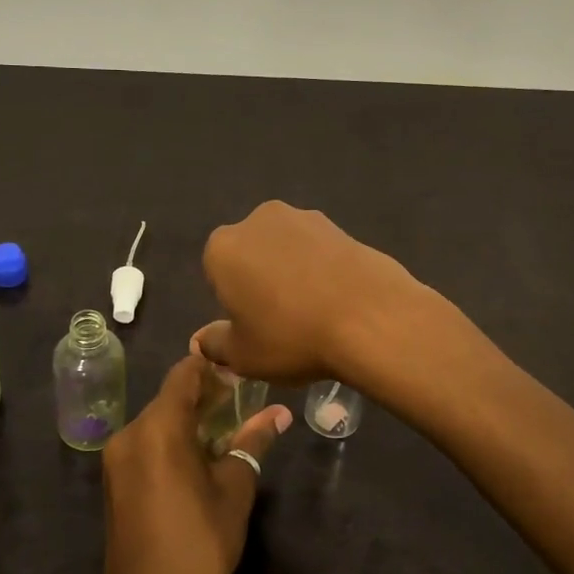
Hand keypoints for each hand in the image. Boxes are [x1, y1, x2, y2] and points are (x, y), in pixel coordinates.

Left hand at [98, 355, 290, 573]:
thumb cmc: (199, 545)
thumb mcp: (234, 489)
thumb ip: (252, 442)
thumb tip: (280, 414)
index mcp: (157, 428)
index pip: (184, 374)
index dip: (213, 368)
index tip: (242, 372)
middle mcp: (130, 435)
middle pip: (170, 398)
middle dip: (205, 396)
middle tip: (243, 402)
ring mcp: (117, 460)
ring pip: (158, 423)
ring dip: (190, 421)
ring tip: (228, 429)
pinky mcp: (115, 483)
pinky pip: (146, 446)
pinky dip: (172, 442)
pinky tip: (201, 458)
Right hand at [193, 200, 423, 384]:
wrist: (371, 317)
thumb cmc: (292, 337)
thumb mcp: (243, 356)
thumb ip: (215, 344)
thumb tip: (203, 339)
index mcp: (223, 248)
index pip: (216, 273)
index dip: (232, 301)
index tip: (252, 326)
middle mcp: (257, 220)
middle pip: (251, 253)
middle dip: (260, 279)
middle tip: (281, 320)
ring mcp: (302, 217)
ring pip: (285, 249)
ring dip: (292, 271)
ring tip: (315, 311)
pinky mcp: (339, 224)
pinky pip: (318, 250)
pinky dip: (322, 269)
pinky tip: (338, 300)